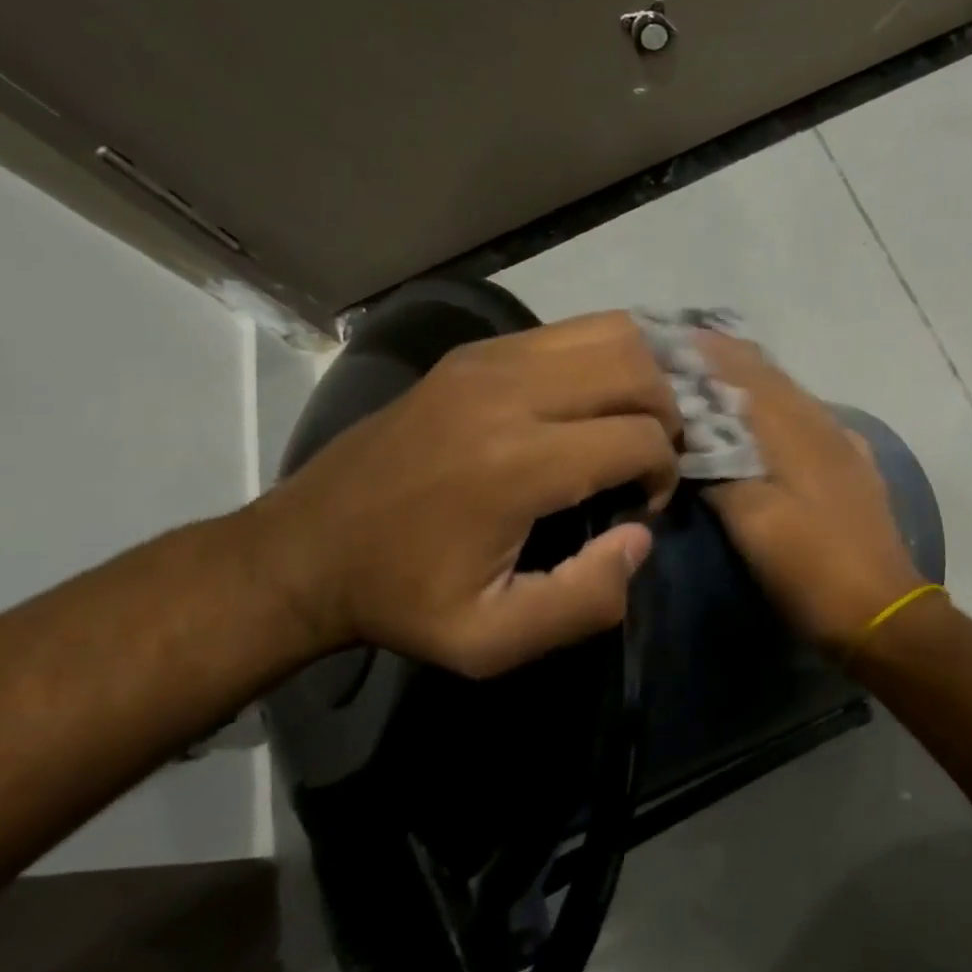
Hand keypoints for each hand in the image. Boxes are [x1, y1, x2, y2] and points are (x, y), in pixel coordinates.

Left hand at [239, 312, 681, 676]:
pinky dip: (609, 357)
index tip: (639, 507)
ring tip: (635, 421)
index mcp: (517, 464)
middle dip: (668, 415)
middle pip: (638, 370)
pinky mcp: (477, 349)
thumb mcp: (492, 641)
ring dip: (646, 376)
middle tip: (649, 459)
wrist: (302, 548)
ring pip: (614, 332)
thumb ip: (585, 601)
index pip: (641, 437)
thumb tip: (639, 535)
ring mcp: (491, 358)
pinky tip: (601, 397)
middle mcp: (509, 391)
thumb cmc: (402, 598)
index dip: (663, 474)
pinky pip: (574, 330)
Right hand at [699, 334, 925, 647]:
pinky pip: (813, 422)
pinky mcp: (856, 469)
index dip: (712, 353)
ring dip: (757, 383)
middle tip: (690, 353)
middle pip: (774, 380)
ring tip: (721, 379)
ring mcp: (846, 447)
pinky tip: (774, 422)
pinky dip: (783, 411)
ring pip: (796, 399)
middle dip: (732, 361)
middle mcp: (825, 427)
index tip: (676, 338)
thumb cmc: (811, 568)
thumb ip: (722, 474)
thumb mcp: (754, 523)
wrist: (881, 610)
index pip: (748, 375)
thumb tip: (694, 443)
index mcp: (797, 433)